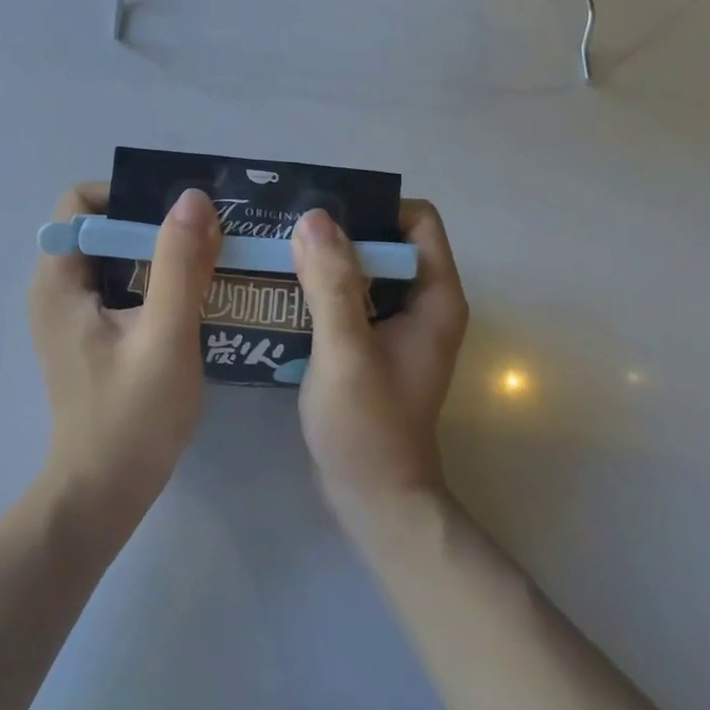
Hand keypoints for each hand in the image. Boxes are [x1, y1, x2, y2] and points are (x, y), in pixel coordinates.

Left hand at [28, 183, 221, 528]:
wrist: (103, 495)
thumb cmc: (131, 416)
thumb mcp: (165, 334)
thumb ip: (178, 263)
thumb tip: (192, 198)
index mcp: (59, 280)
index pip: (81, 204)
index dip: (128, 198)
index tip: (177, 215)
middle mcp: (56, 289)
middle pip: (101, 229)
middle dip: (152, 225)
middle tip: (205, 235)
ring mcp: (70, 315)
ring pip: (114, 259)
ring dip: (158, 255)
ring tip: (208, 262)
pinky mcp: (88, 336)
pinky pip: (120, 287)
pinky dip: (153, 282)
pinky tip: (192, 299)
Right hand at [291, 201, 469, 519]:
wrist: (374, 500)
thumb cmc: (367, 426)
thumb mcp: (345, 350)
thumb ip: (331, 283)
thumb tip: (314, 216)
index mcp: (434, 297)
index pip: (417, 220)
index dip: (374, 209)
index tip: (323, 216)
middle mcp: (421, 303)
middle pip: (384, 240)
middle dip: (338, 231)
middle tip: (286, 230)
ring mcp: (396, 325)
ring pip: (362, 268)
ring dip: (323, 259)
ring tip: (275, 253)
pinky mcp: (371, 343)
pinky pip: (348, 297)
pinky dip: (319, 288)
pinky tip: (280, 291)